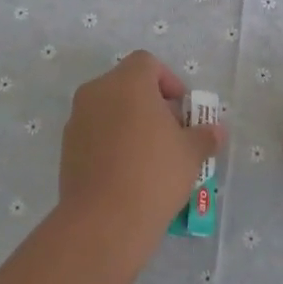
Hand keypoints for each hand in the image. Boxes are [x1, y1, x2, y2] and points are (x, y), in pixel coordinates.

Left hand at [57, 51, 225, 263]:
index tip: (182, 111)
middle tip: (171, 133)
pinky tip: (127, 172)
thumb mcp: (191, 153)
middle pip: (127, 84)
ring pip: (109, 109)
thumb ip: (205, 136)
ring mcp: (77, 119)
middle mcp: (97, 92)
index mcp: (127, 82)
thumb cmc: (154, 173)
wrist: (104, 220)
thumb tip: (216, 131)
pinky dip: (111, 142)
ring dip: (129, 123)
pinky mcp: (67, 147)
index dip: (169, 81)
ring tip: (150, 156)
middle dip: (150, 103)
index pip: (147, 63)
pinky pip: (95, 133)